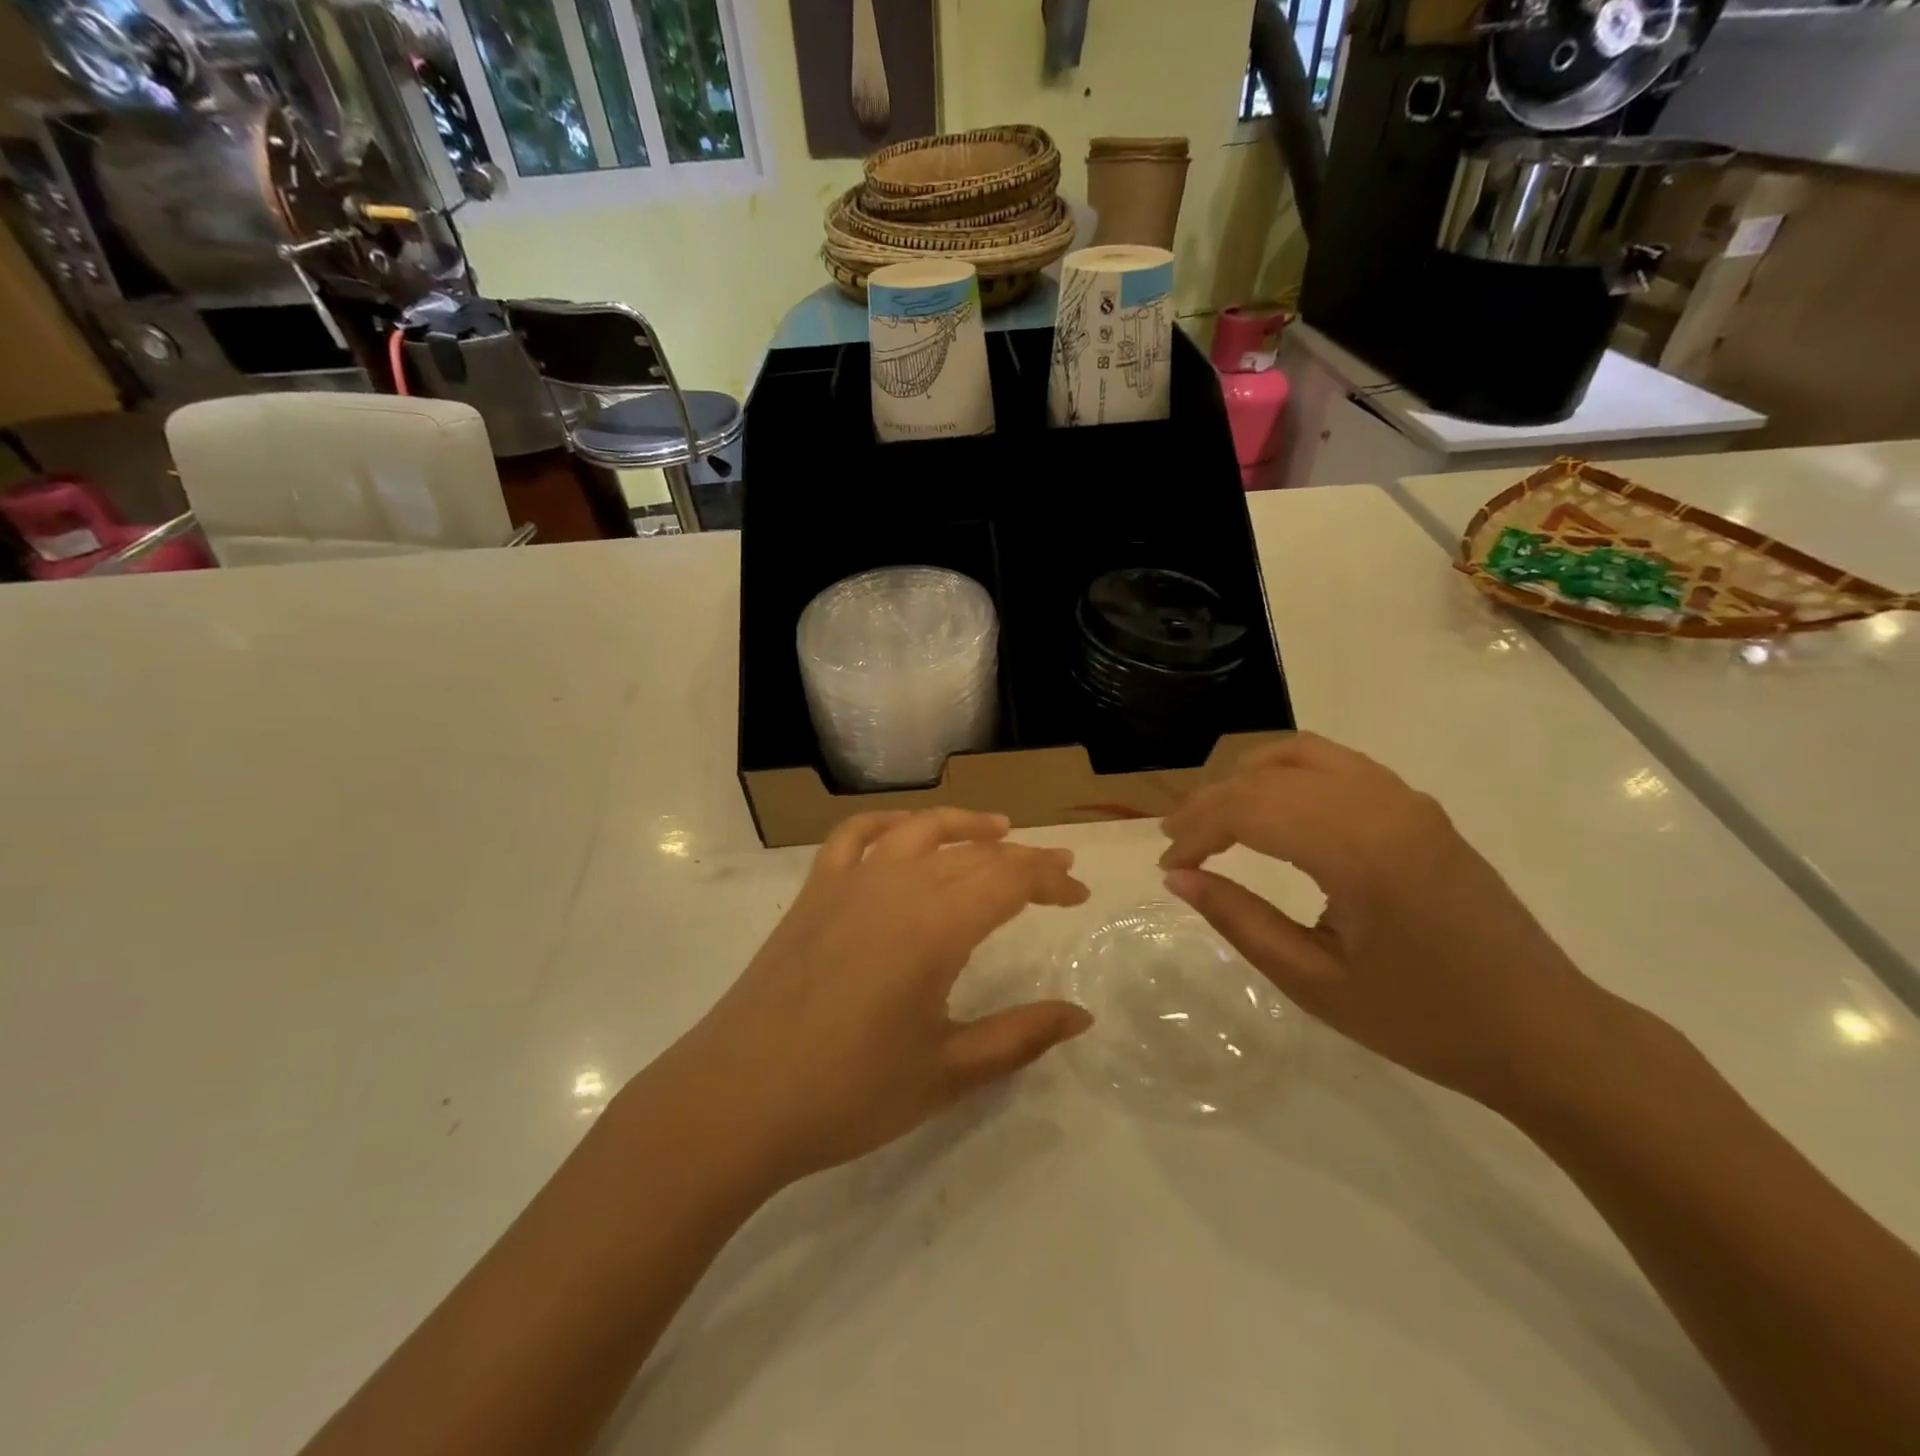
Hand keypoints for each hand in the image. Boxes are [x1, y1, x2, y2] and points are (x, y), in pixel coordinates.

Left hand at [662, 809, 1092, 1186]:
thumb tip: (1082, 1017)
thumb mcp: (946, 1072)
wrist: (737, 1100)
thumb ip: (1020, 1037)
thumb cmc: (848, 1093)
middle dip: (1022, 858)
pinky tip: (904, 832)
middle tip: (1056, 870)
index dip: (1050, 881)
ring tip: (998, 830)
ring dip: (963, 825)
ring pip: (917, 830)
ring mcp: (847, 883)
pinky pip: (854, 837)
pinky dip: (888, 823)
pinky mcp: (812, 893)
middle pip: (972, 854)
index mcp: (933, 927)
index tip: (1079, 894)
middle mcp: (895, 887)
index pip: (1008, 881)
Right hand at [1159, 733, 1622, 1111]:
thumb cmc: (1426, 1021)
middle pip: (1268, 777)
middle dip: (1211, 804)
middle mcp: (1382, 805)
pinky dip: (1288, 775)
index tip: (1168, 865)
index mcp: (1359, 851)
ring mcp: (1406, 799)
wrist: (1545, 1033)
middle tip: (1178, 843)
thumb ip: (1240, 921)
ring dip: (1247, 778)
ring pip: (1301, 754)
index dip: (1196, 830)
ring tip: (1216, 818)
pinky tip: (1274, 811)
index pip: (1249, 809)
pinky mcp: (1419, 807)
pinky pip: (1337, 764)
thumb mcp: (1315, 983)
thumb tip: (1179, 877)